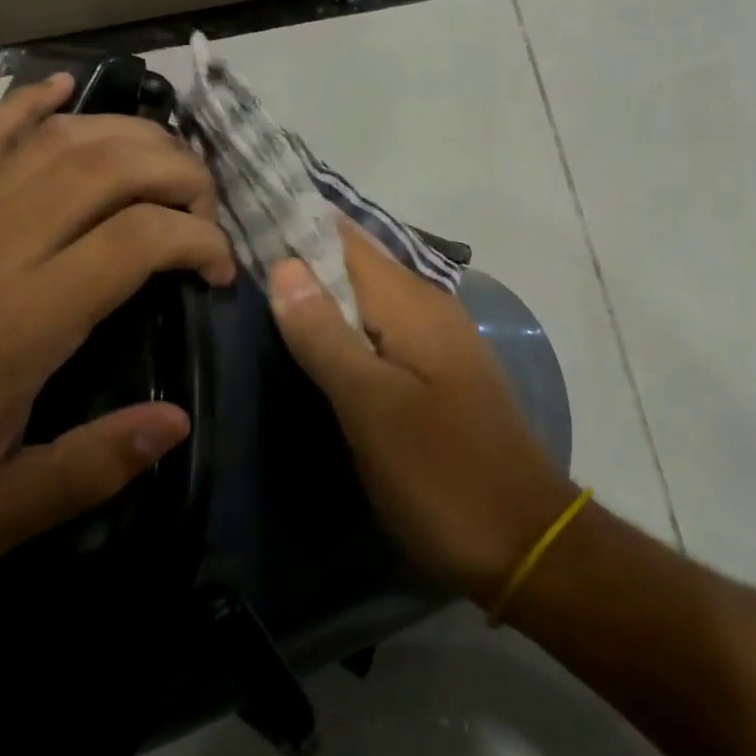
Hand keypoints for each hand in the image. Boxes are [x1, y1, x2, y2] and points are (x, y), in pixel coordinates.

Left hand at [0, 73, 234, 563]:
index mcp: (18, 322)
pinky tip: (67, 89)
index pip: (134, 239)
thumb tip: (177, 422)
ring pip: (61, 139)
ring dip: (132, 136)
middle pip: (108, 167)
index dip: (199, 241)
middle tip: (208, 213)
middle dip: (181, 175)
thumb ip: (93, 468)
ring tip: (171, 166)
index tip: (220, 273)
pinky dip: (33, 102)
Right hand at [268, 224, 575, 601]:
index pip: (346, 238)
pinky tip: (313, 342)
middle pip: (357, 264)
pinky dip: (345, 327)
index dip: (296, 224)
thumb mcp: (372, 407)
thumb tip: (284, 264)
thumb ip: (326, 335)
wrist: (523, 539)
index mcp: (412, 303)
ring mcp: (438, 342)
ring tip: (256, 291)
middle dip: (302, 257)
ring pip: (369, 299)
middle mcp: (429, 308)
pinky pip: (383, 331)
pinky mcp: (439, 374)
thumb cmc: (441, 473)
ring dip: (321, 293)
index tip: (240, 216)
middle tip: (233, 258)